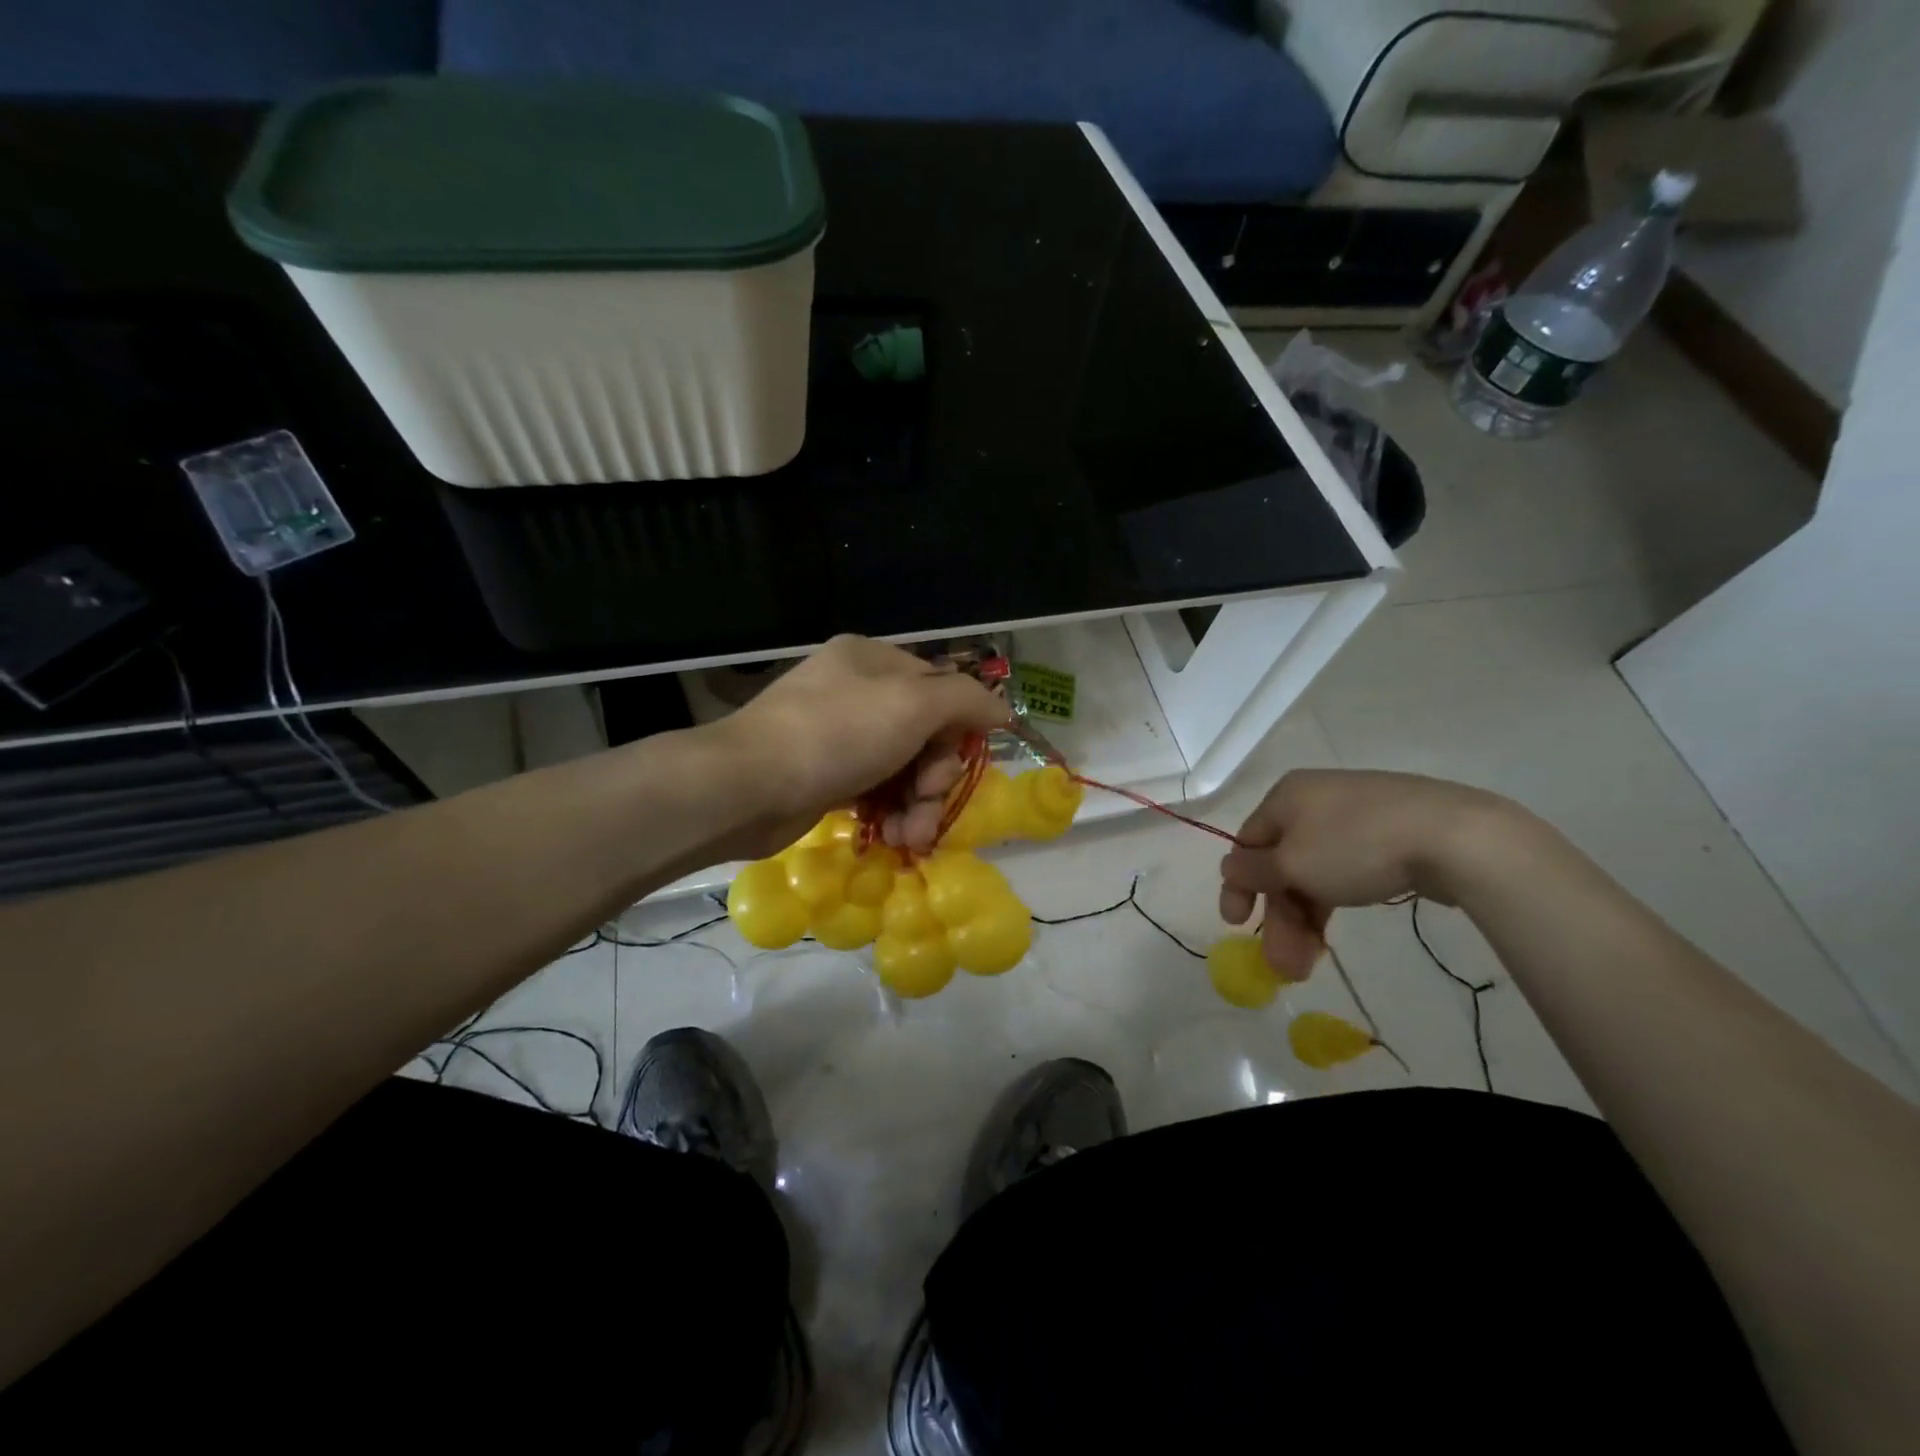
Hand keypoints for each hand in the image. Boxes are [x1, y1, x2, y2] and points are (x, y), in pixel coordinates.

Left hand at [714, 636, 1009, 856]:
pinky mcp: (824, 776)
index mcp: (873, 661)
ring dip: (915, 806)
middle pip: (924, 734)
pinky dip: (889, 814)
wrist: (747, 786)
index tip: (958, 766)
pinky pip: (874, 791)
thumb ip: (965, 701)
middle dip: (933, 778)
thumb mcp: (913, 705)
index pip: (940, 689)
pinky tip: (892, 838)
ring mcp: (837, 735)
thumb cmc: (836, 734)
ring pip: (901, 769)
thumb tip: (1002, 710)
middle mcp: (856, 692)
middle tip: (926, 806)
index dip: (957, 730)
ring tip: (911, 838)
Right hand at [1218, 770, 1519, 979]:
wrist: (1456, 837)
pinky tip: (1333, 932)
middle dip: (1280, 917)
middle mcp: (1315, 801)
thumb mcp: (1293, 864)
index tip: (1236, 926)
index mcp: (1285, 797)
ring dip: (1305, 919)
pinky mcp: (1391, 835)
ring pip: (1315, 872)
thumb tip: (1230, 867)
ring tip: (1310, 965)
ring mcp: (1356, 817)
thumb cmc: (1356, 846)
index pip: (1247, 843)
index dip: (1238, 887)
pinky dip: (1333, 901)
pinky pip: (1345, 870)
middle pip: (1283, 864)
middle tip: (1284, 966)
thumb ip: (1253, 871)